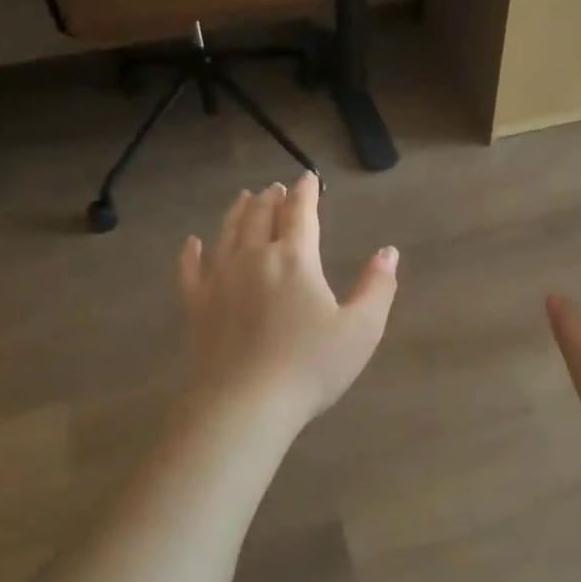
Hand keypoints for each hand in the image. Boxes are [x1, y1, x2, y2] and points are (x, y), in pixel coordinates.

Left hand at [179, 174, 397, 430]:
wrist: (246, 404)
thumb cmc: (310, 366)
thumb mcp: (361, 330)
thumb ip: (377, 287)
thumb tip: (389, 252)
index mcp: (295, 259)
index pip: (301, 214)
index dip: (306, 193)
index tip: (308, 178)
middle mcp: (254, 258)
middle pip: (260, 217)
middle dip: (271, 199)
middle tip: (275, 189)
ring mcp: (220, 280)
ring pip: (227, 234)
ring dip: (237, 213)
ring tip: (243, 198)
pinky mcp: (197, 306)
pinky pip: (191, 270)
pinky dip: (192, 253)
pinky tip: (192, 243)